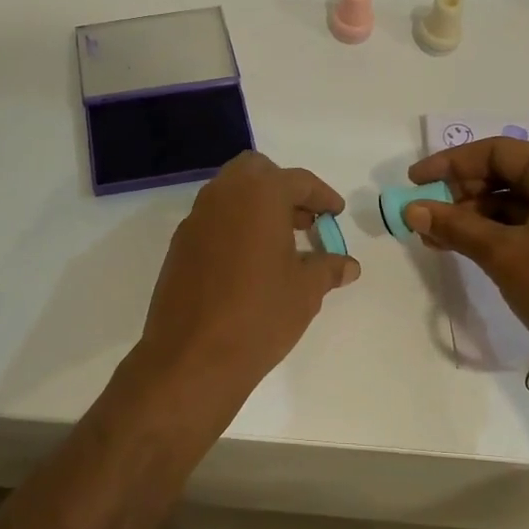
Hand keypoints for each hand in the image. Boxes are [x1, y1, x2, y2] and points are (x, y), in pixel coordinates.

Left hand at [138, 153, 359, 402]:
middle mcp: (223, 195)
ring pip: (230, 192)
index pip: (298, 180)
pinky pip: (213, 219)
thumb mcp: (306, 291)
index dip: (322, 196)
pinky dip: (234, 225)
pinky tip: (249, 261)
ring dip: (256, 205)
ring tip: (280, 242)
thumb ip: (328, 268)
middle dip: (282, 188)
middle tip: (304, 220)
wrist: (193, 356)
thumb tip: (348, 265)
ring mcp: (196, 219)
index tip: (335, 214)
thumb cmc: (260, 314)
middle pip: (256, 172)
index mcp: (259, 195)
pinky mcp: (180, 245)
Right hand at [404, 139, 528, 341]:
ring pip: (519, 203)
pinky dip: (500, 233)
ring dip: (476, 217)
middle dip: (461, 194)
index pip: (496, 152)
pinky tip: (470, 249)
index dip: (450, 164)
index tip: (415, 182)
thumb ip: (454, 226)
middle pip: (508, 175)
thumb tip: (411, 209)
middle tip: (427, 216)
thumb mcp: (501, 253)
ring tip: (439, 239)